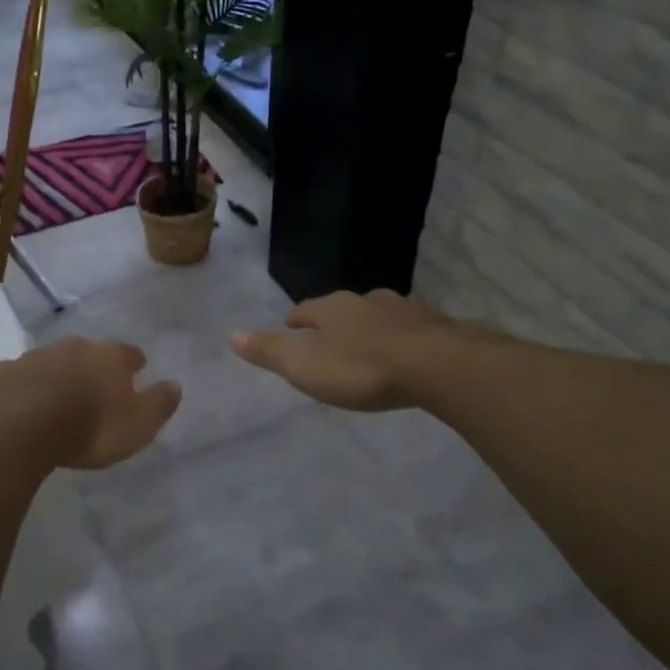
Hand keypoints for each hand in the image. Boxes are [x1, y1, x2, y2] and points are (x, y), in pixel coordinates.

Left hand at [0, 339, 181, 469]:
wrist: (17, 427)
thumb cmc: (89, 427)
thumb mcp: (138, 425)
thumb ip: (159, 404)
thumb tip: (175, 385)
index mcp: (109, 357)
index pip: (129, 354)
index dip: (134, 363)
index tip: (138, 370)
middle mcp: (73, 348)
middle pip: (88, 352)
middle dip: (93, 366)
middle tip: (96, 385)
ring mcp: (34, 357)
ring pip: (52, 362)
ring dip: (58, 375)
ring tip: (59, 398)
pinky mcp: (2, 374)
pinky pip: (20, 379)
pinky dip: (26, 388)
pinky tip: (23, 405)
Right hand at [231, 289, 452, 411]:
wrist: (438, 366)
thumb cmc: (362, 369)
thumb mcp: (305, 367)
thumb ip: (270, 352)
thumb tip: (231, 335)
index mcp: (332, 309)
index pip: (305, 310)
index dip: (296, 320)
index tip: (290, 326)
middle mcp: (365, 301)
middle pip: (341, 309)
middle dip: (333, 322)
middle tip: (328, 338)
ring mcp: (403, 310)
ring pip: (377, 316)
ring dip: (368, 328)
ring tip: (365, 346)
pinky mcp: (434, 325)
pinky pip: (408, 329)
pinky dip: (399, 338)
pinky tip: (403, 352)